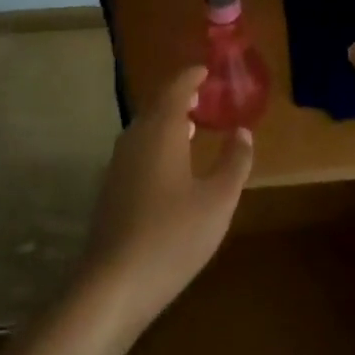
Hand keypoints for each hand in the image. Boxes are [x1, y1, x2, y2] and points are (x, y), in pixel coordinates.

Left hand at [76, 67, 253, 334]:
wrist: (114, 284)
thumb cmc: (173, 236)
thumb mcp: (217, 201)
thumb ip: (234, 162)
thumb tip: (243, 132)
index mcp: (161, 132)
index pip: (175, 89)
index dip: (191, 76)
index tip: (207, 70)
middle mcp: (135, 139)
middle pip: (157, 105)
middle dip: (180, 96)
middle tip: (205, 95)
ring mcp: (118, 164)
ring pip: (145, 128)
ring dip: (168, 120)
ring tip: (192, 124)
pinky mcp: (112, 188)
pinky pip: (138, 148)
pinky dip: (158, 142)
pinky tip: (172, 163)